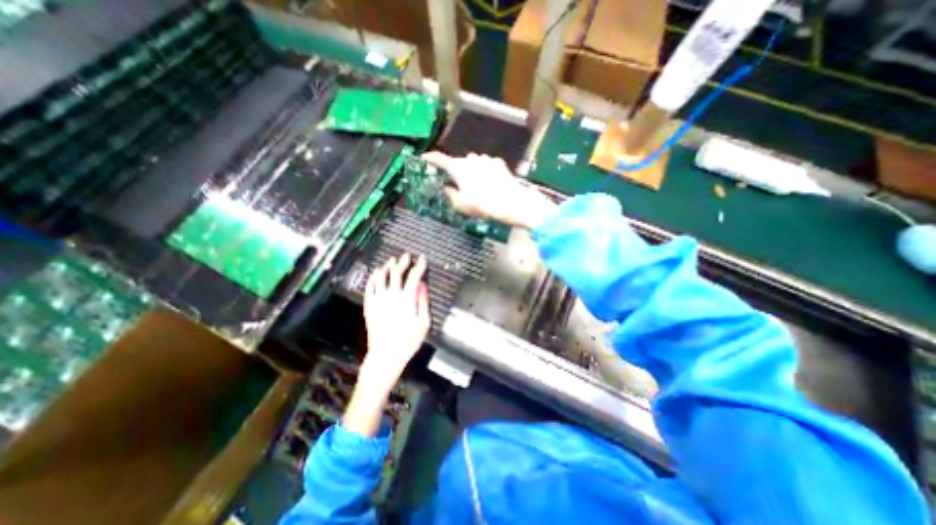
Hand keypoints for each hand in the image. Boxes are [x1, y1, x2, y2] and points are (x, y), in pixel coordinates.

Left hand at [361, 252, 429, 390]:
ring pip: (381, 277)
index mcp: (407, 299)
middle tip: (406, 255)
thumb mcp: (424, 323)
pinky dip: (373, 277)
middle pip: (396, 273)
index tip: (422, 258)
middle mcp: (391, 296)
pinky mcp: (369, 306)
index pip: (414, 276)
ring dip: (387, 266)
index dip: (419, 266)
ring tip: (391, 260)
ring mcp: (378, 300)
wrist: (385, 356)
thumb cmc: (408, 341)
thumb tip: (422, 286)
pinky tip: (376, 272)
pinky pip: (369, 287)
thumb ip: (423, 302)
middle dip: (403, 262)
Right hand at [424, 149, 553, 227]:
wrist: (512, 202)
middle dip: (455, 171)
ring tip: (476, 186)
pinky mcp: (498, 163)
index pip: (439, 159)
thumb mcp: (462, 205)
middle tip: (457, 184)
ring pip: (472, 163)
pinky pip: (486, 165)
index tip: (424, 159)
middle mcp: (471, 159)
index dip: (430, 158)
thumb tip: (447, 188)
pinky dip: (484, 171)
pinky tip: (489, 183)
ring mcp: (486, 159)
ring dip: (471, 171)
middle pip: (458, 162)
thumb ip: (451, 195)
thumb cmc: (483, 205)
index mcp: (458, 168)